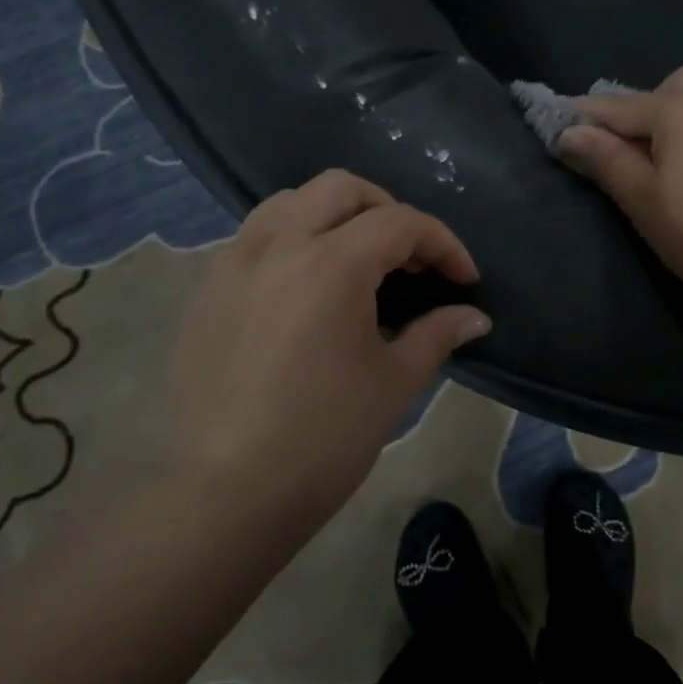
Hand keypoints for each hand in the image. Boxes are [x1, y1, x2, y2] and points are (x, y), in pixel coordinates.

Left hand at [166, 170, 490, 537]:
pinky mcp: (207, 291)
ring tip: (357, 259)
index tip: (464, 279)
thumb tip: (475, 317)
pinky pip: (255, 237)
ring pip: (289, 202)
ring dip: (334, 215)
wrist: (224, 495)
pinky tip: (306, 287)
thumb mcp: (393, 383)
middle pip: (340, 188)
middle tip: (410, 258)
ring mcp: (233, 264)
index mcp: (331, 264)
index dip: (443, 244)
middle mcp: (278, 245)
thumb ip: (436, 334)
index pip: (400, 223)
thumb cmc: (322, 438)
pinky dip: (292, 239)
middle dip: (387, 210)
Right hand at [556, 66, 682, 313]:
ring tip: (662, 165)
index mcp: (678, 108)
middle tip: (625, 154)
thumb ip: (605, 159)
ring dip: (670, 121)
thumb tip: (569, 132)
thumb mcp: (643, 200)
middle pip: (662, 92)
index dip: (581, 118)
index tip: (553, 123)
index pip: (614, 107)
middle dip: (636, 113)